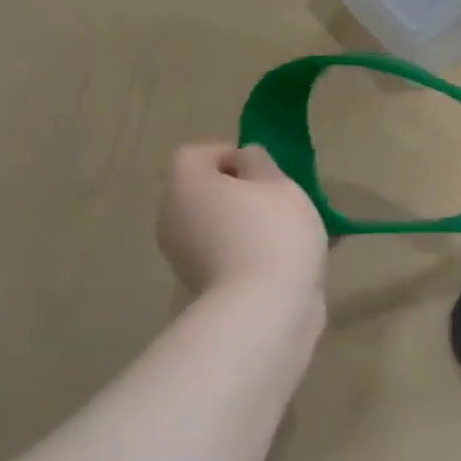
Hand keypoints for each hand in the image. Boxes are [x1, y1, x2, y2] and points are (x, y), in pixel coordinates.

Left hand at [156, 144, 327, 303]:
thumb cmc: (274, 233)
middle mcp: (173, 216)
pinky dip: (246, 250)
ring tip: (287, 234)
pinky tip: (282, 259)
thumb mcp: (280, 184)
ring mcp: (183, 254)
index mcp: (187, 185)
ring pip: (215, 223)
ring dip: (244, 222)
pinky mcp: (200, 282)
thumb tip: (244, 159)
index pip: (195, 154)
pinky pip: (224, 252)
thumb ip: (260, 162)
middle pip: (203, 191)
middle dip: (239, 191)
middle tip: (280, 200)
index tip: (265, 170)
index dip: (229, 154)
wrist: (265, 306)